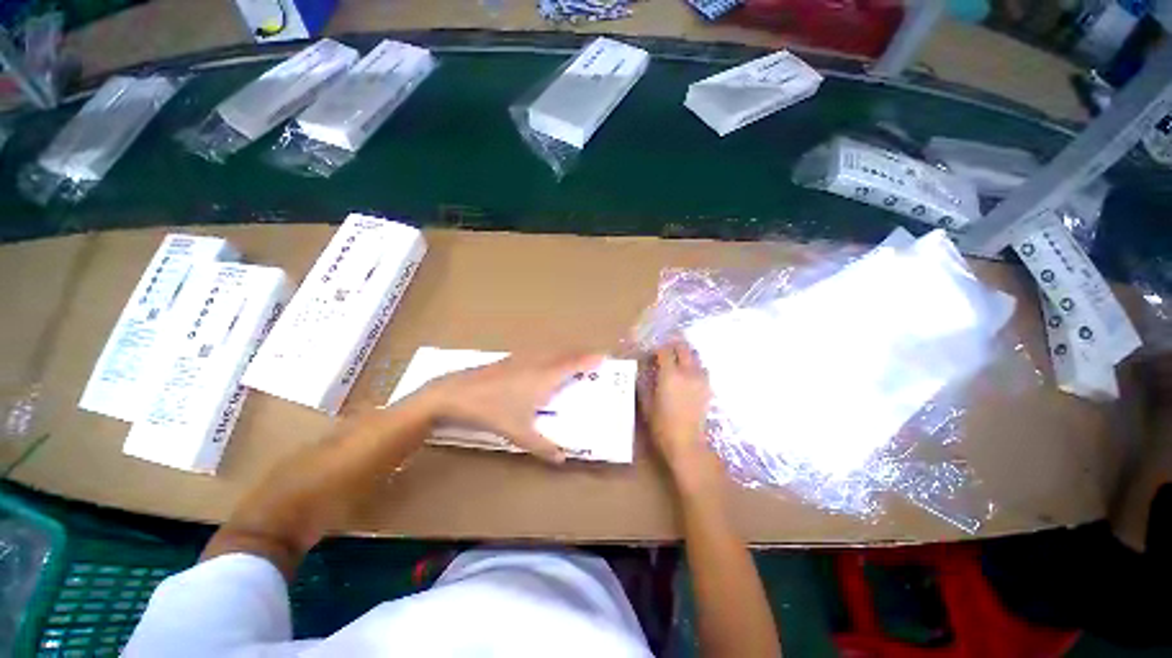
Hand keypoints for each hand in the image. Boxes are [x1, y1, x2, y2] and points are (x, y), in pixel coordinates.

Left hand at [416, 351, 603, 462]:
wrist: (453, 394)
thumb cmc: (491, 411)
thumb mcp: (519, 434)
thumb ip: (543, 447)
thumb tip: (563, 458)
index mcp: (543, 377)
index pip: (572, 364)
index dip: (589, 360)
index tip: (604, 356)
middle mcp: (533, 364)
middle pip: (561, 354)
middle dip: (578, 354)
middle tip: (591, 358)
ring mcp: (516, 360)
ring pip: (545, 352)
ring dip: (560, 354)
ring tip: (568, 360)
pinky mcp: (502, 362)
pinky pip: (531, 355)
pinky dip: (543, 357)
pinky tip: (536, 365)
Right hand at [639, 342, 723, 491]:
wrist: (687, 442)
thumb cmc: (663, 427)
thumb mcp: (647, 406)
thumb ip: (645, 386)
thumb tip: (643, 373)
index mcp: (669, 375)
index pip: (664, 351)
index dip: (657, 350)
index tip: (651, 356)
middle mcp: (687, 372)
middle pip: (684, 348)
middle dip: (674, 346)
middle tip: (665, 353)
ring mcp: (701, 379)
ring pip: (696, 357)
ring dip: (686, 355)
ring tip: (678, 364)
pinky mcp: (708, 388)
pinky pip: (702, 370)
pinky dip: (695, 367)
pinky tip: (688, 378)